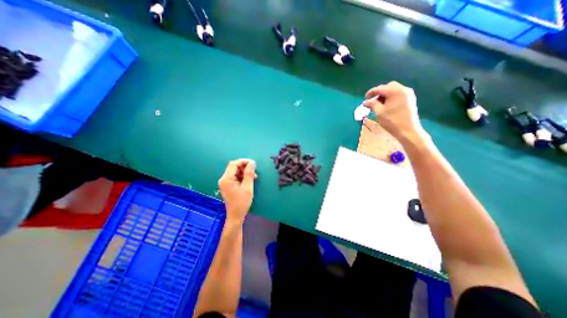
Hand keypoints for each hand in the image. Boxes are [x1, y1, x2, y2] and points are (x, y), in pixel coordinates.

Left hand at [218, 159, 257, 223]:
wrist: (236, 215)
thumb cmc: (242, 202)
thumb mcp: (247, 187)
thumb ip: (249, 173)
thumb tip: (252, 162)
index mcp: (226, 179)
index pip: (234, 164)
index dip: (243, 161)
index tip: (253, 163)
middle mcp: (223, 179)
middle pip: (234, 167)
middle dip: (244, 167)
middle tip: (254, 171)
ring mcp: (225, 182)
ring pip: (235, 171)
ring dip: (244, 172)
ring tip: (253, 177)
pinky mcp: (228, 185)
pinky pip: (235, 177)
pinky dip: (242, 176)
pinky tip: (249, 180)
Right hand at [366, 80, 426, 142]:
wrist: (408, 131)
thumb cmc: (392, 121)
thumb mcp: (379, 112)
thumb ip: (372, 104)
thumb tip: (366, 102)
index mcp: (395, 91)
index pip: (380, 88)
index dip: (371, 93)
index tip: (365, 98)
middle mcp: (403, 89)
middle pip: (388, 87)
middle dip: (379, 93)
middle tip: (373, 101)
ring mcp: (408, 94)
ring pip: (394, 90)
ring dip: (385, 95)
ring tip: (379, 104)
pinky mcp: (410, 99)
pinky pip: (399, 94)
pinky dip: (391, 97)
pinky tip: (387, 105)